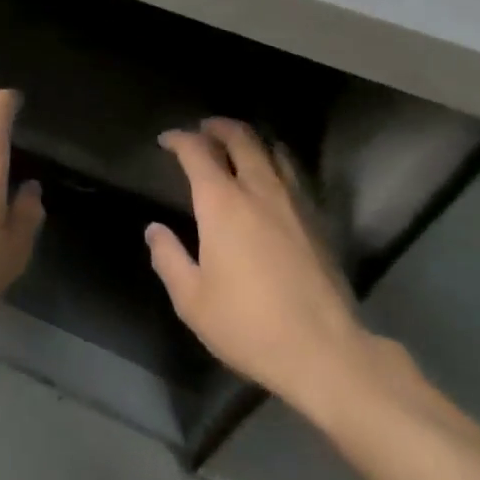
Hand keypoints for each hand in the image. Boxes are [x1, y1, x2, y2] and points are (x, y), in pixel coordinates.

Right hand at [148, 119, 378, 416]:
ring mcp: (294, 203)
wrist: (325, 352)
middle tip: (204, 129)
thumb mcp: (192, 300)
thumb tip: (154, 230)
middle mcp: (258, 190)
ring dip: (252, 141)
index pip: (197, 152)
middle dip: (219, 127)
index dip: (179, 139)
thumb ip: (168, 258)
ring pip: (274, 152)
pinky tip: (274, 179)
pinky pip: (294, 175)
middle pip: (241, 138)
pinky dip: (277, 163)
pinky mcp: (318, 221)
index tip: (167, 140)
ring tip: (239, 146)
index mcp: (222, 203)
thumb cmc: (249, 325)